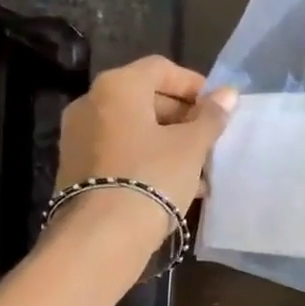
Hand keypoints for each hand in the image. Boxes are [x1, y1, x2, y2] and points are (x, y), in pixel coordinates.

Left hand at [55, 55, 235, 217]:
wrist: (102, 236)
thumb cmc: (152, 177)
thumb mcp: (191, 146)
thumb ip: (210, 117)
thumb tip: (228, 93)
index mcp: (117, 86)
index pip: (161, 69)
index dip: (194, 85)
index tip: (218, 109)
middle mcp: (91, 103)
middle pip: (145, 98)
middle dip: (182, 117)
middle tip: (209, 140)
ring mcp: (79, 137)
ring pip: (133, 129)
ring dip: (167, 142)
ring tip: (198, 169)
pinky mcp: (76, 168)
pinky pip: (119, 152)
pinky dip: (146, 159)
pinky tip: (174, 185)